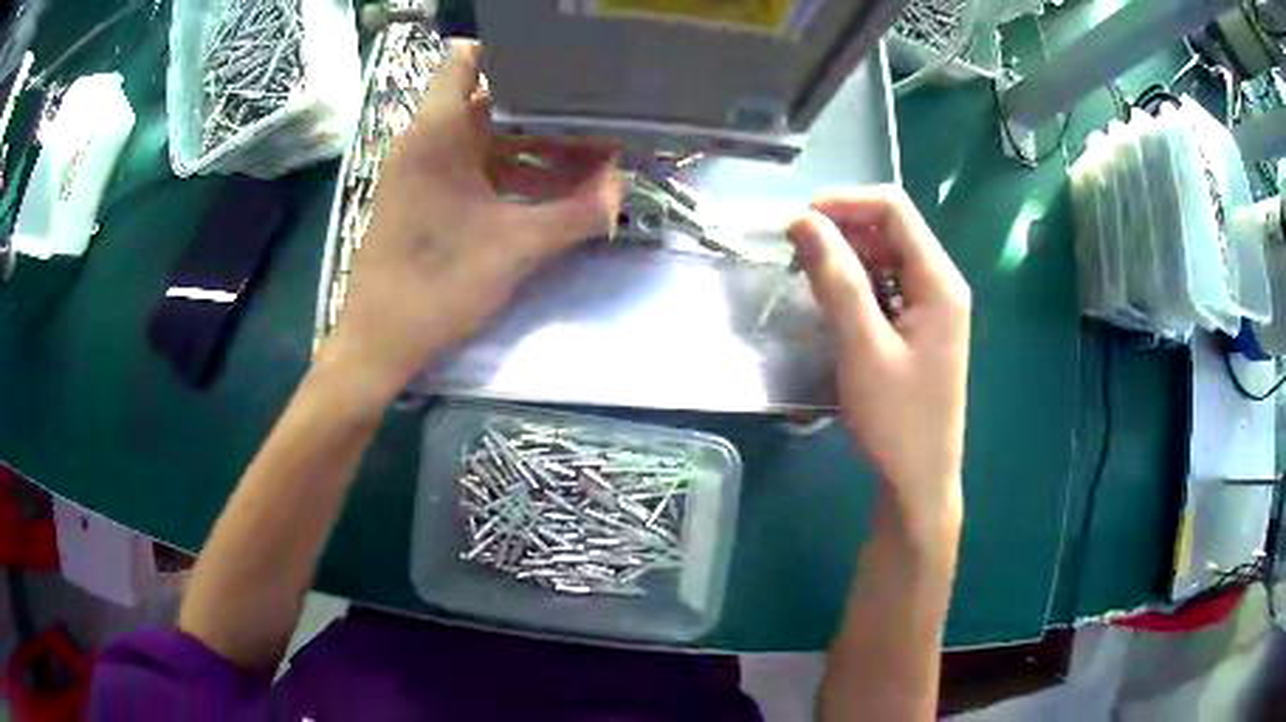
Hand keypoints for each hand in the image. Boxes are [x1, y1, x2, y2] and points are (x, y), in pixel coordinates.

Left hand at [323, 41, 623, 394]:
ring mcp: (425, 171)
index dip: (519, 59)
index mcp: (439, 133)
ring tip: (592, 163)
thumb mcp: (516, 248)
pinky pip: (477, 171)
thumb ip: (577, 214)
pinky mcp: (426, 199)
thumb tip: (624, 188)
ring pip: (488, 140)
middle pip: (494, 105)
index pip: (471, 62)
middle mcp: (429, 141)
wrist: (379, 343)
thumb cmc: (437, 285)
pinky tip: (554, 197)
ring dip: (537, 149)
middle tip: (600, 123)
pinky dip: (514, 176)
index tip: (569, 70)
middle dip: (548, 113)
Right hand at [788, 187, 970, 537]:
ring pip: (885, 257)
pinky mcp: (919, 327)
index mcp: (939, 280)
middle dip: (842, 230)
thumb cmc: (897, 419)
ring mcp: (932, 306)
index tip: (798, 224)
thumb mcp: (863, 347)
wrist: (919, 480)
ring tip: (808, 281)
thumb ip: (835, 279)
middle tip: (795, 257)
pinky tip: (833, 306)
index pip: (894, 208)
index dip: (845, 203)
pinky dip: (856, 285)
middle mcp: (941, 283)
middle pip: (890, 228)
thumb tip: (802, 220)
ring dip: (846, 258)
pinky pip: (886, 286)